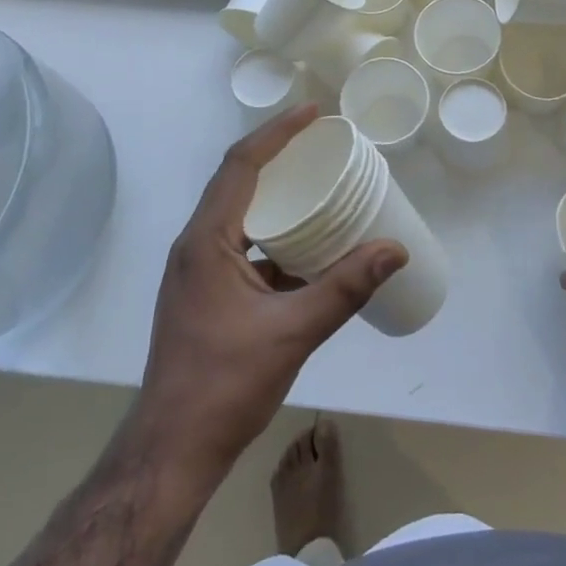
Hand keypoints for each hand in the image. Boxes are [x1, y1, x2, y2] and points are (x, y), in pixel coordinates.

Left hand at [136, 104, 406, 478]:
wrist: (171, 452)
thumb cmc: (223, 385)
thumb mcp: (291, 333)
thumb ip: (345, 289)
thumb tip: (395, 250)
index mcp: (206, 241)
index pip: (241, 165)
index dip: (277, 133)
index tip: (313, 113)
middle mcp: (196, 245)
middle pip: (237, 181)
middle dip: (278, 155)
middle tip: (322, 144)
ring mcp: (197, 271)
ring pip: (239, 214)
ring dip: (275, 196)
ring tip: (318, 187)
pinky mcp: (204, 295)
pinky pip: (241, 246)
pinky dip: (273, 236)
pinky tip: (306, 251)